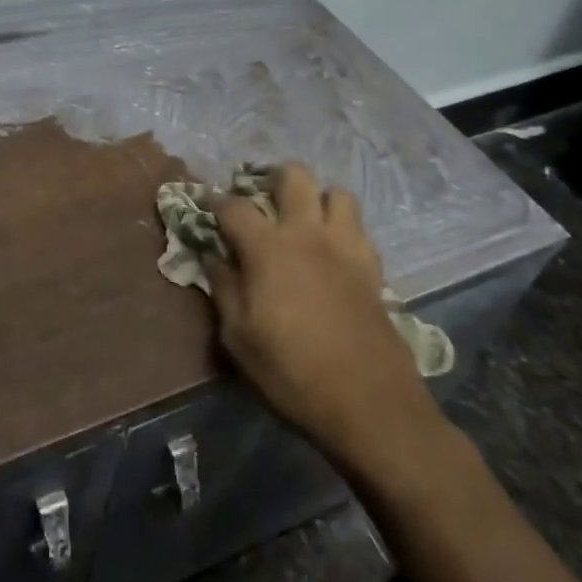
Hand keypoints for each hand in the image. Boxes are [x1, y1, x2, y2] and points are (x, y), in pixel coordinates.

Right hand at [210, 163, 443, 467]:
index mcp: (269, 249)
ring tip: (303, 221)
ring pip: (336, 193)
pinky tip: (330, 253)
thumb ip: (223, 289)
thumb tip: (212, 257)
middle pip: (294, 176)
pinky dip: (341, 228)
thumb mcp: (239, 338)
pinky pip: (358, 228)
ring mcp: (346, 247)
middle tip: (261, 200)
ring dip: (317, 199)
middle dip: (273, 178)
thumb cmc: (292, 373)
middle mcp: (308, 235)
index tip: (208, 208)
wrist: (370, 404)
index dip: (216, 202)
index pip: (235, 206)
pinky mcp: (372, 267)